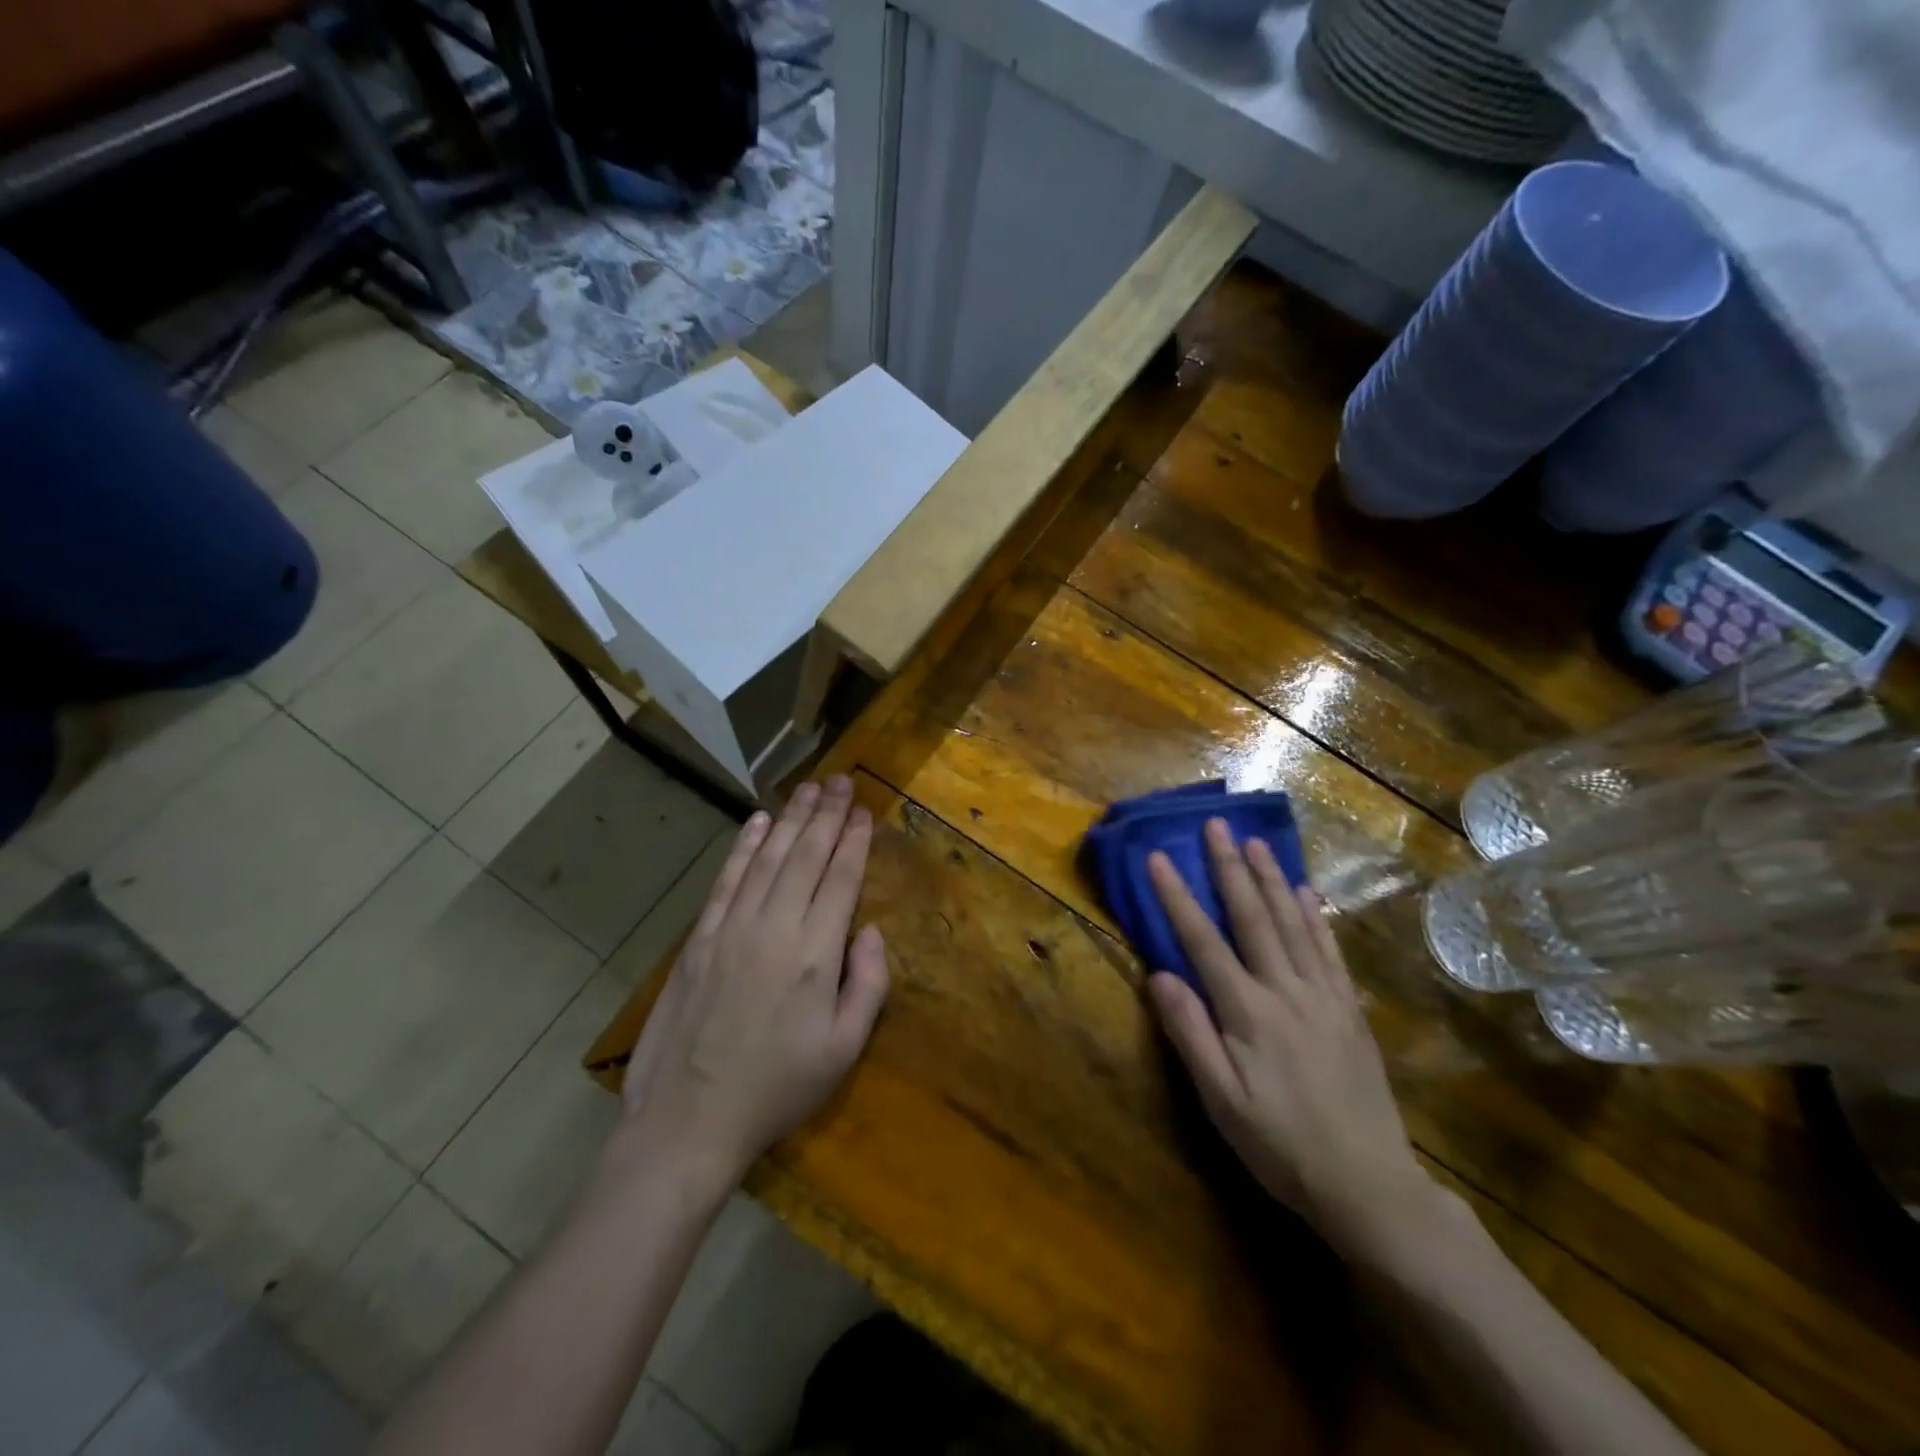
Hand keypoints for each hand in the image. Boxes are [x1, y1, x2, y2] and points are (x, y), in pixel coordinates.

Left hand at [618, 776, 888, 1189]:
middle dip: (827, 815)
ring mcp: (733, 928)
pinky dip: (744, 846)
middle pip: (806, 856)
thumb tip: (872, 930)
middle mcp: (775, 927)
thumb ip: (869, 984)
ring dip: (792, 819)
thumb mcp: (844, 1049)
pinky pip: (727, 879)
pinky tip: (759, 822)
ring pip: (768, 858)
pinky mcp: (701, 937)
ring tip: (810, 788)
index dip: (855, 841)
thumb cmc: (778, 1088)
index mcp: (816, 954)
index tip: (865, 811)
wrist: (689, 1119)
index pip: (841, 879)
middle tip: (842, 780)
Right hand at [1146, 819, 1431, 1252]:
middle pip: (1252, 917)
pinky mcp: (1349, 1009)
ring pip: (1293, 923)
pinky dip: (1314, 916)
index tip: (1158, 857)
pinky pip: (1329, 950)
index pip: (1202, 941)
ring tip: (1256, 842)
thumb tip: (1159, 975)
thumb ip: (1190, 1033)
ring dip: (1271, 879)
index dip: (1177, 897)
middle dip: (1229, 868)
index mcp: (1247, 1012)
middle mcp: (1285, 990)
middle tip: (1216, 825)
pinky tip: (1305, 893)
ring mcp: (1323, 996)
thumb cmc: (1280, 1144)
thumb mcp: (1220, 1100)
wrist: (1368, 1185)